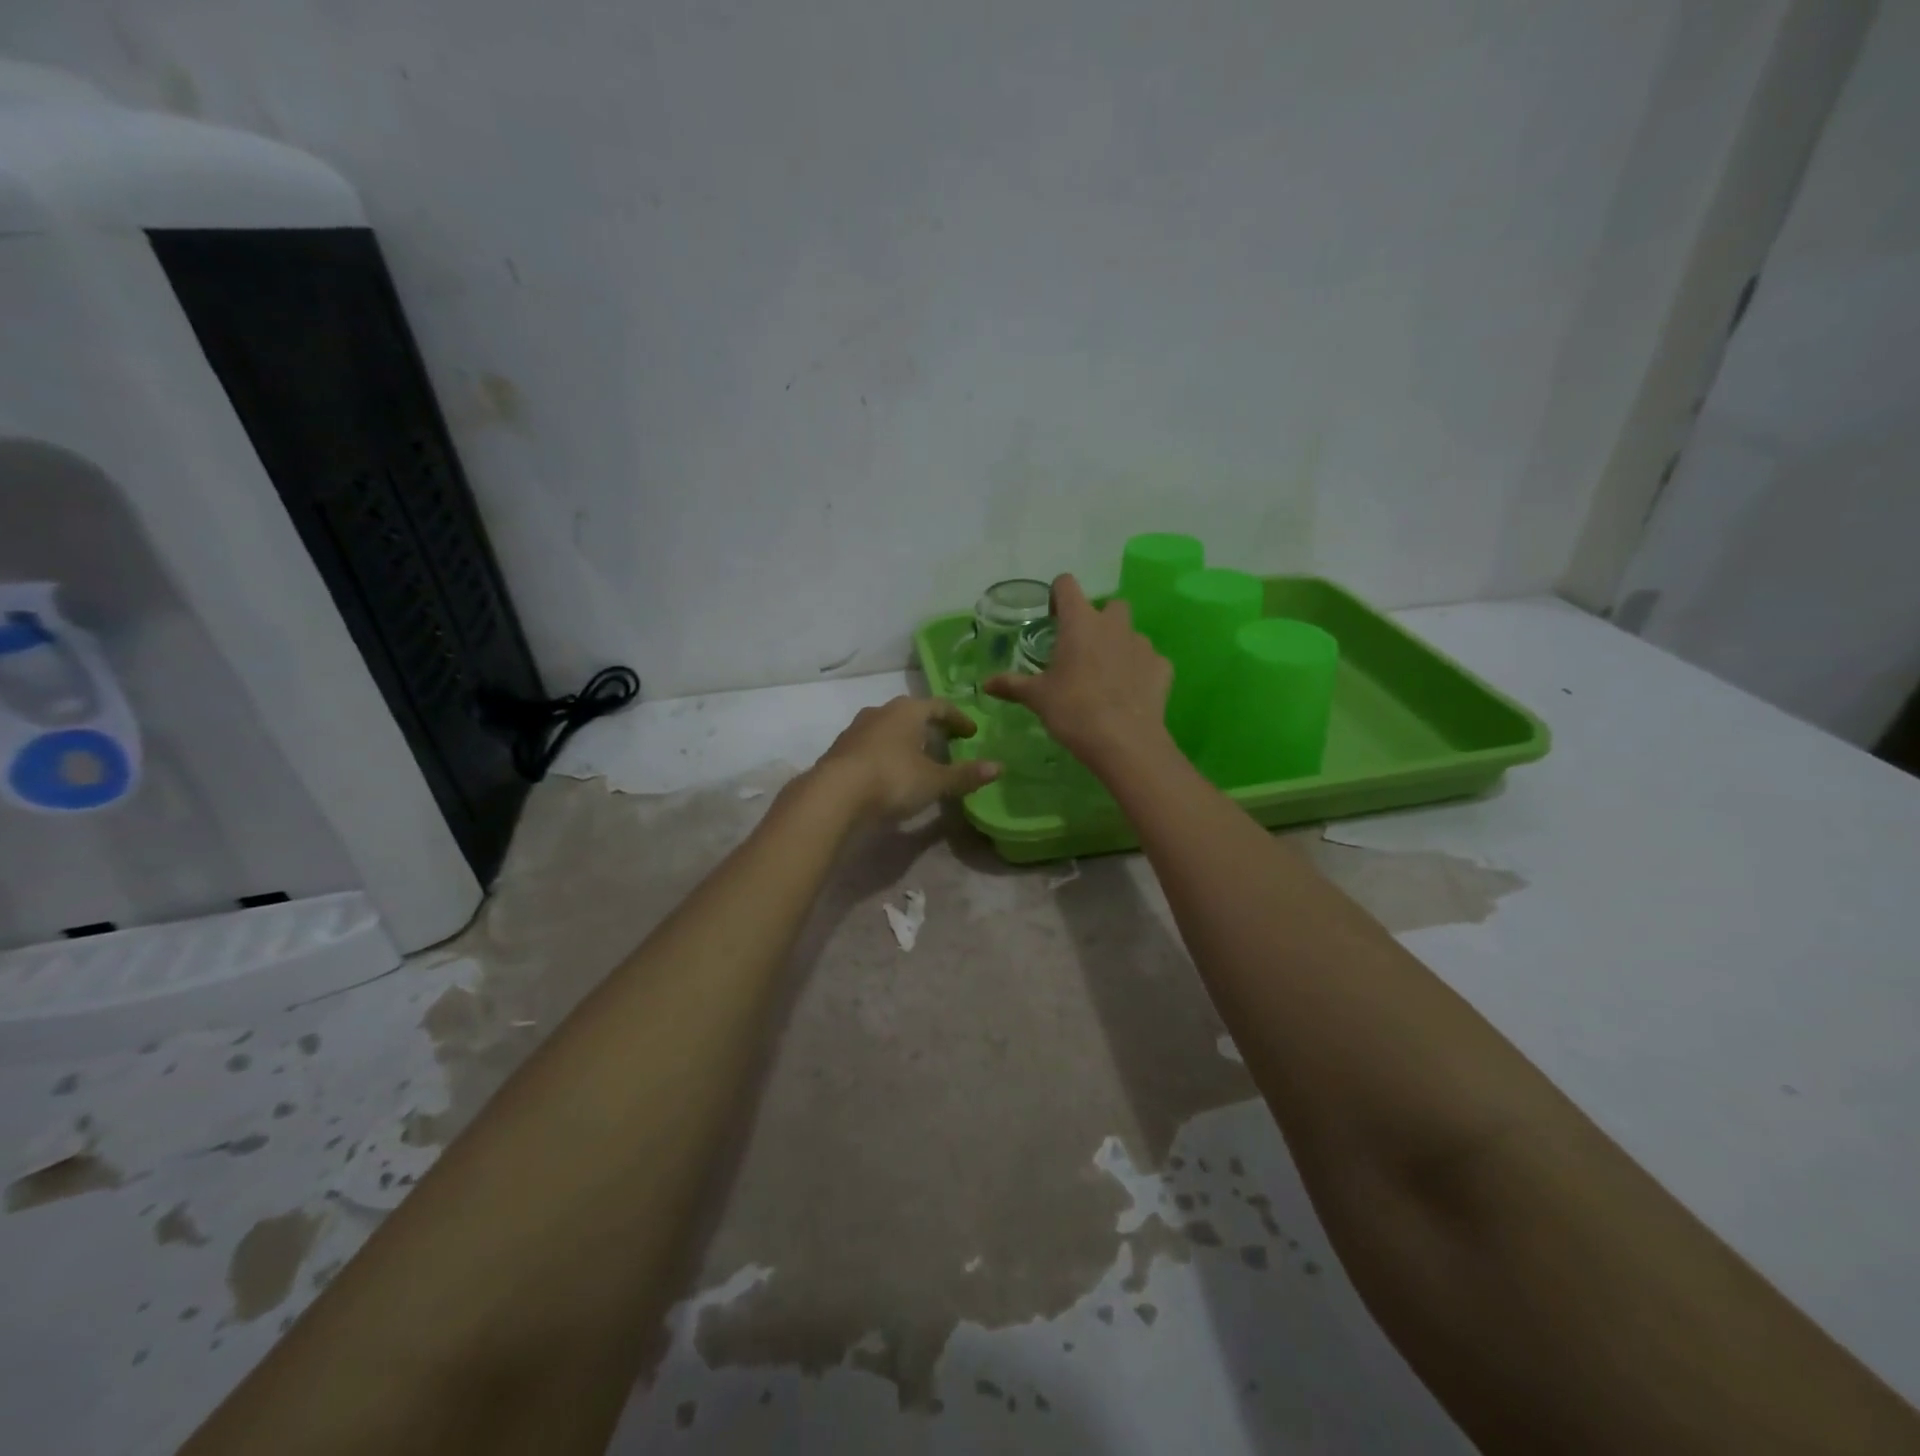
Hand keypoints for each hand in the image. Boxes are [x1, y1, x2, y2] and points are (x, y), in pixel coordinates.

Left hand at [811, 696, 999, 820]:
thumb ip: (965, 775)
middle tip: (946, 742)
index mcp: (907, 710)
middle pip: (911, 714)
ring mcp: (856, 729)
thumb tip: (998, 768)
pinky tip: (890, 773)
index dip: (958, 719)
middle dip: (930, 727)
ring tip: (918, 759)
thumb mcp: (934, 781)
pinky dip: (886, 754)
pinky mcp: (840, 750)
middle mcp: (880, 711)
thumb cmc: (892, 779)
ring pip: (888, 728)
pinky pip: (871, 746)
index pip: (939, 706)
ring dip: (905, 740)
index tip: (971, 733)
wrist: (833, 795)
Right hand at [983, 573, 1173, 772]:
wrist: (1124, 741)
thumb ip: (1012, 685)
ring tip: (1106, 676)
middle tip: (1082, 650)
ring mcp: (1142, 645)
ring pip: (1130, 634)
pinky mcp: (1162, 668)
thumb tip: (985, 684)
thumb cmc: (1073, 710)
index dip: (1058, 596)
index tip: (1052, 619)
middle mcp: (1114, 625)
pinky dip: (1139, 671)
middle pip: (1109, 606)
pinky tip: (1129, 693)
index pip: (1067, 585)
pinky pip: (1149, 661)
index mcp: (1080, 622)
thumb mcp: (1037, 698)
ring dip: (1119, 646)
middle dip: (1097, 621)